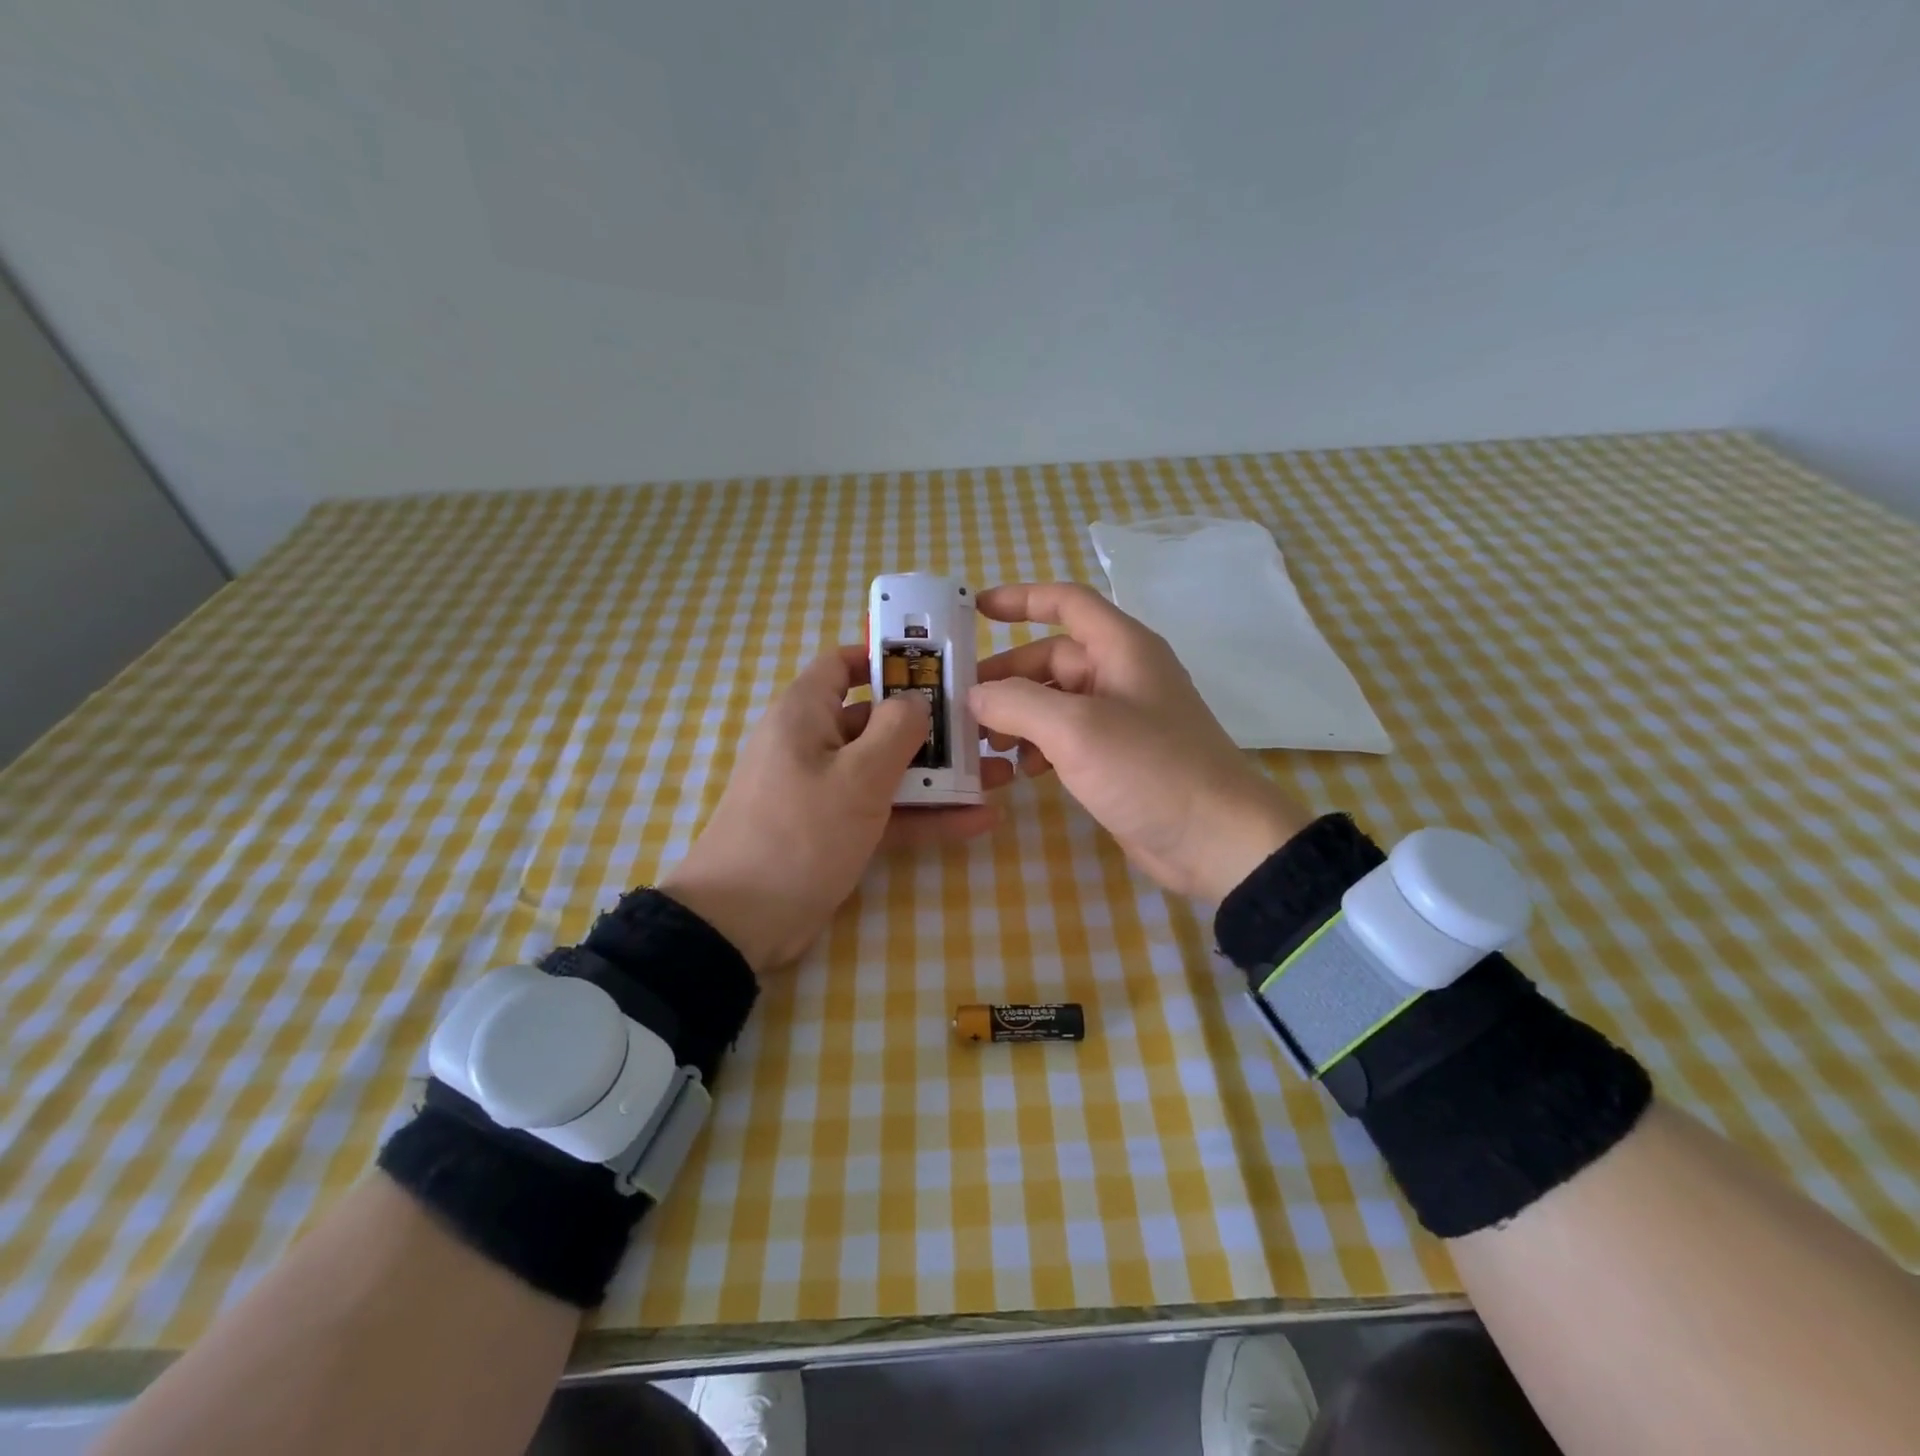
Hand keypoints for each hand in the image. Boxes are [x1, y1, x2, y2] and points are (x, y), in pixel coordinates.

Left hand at [659, 646, 1010, 969]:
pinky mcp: (835, 831)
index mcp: (805, 714)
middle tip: (984, 729)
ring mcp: (825, 791)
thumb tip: (917, 701)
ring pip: (887, 770)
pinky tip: (977, 820)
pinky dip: (924, 815)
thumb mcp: (857, 777)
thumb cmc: (800, 833)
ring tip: (995, 776)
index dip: (885, 659)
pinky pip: (885, 812)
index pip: (842, 665)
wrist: (740, 922)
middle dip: (931, 725)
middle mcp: (814, 744)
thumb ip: (896, 730)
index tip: (937, 667)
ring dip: (938, 774)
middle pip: (877, 720)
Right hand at [970, 583, 1310, 900]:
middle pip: (1050, 659)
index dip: (1021, 599)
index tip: (974, 609)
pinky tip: (1019, 772)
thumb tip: (976, 695)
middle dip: (1006, 679)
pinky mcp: (1116, 758)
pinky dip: (1037, 748)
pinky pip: (1065, 739)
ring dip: (1017, 719)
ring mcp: (1119, 719)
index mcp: (1122, 648)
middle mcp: (1121, 675)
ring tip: (986, 747)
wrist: (1216, 840)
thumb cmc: (1150, 769)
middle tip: (962, 705)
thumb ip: (1018, 703)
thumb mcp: (1076, 729)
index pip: (1067, 603)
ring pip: (1053, 703)